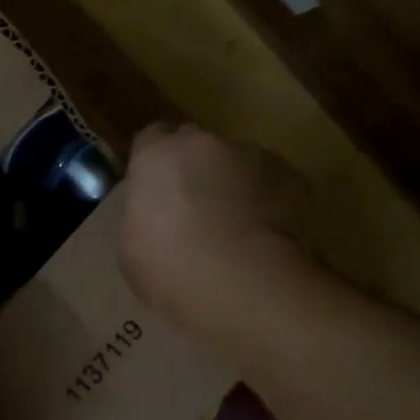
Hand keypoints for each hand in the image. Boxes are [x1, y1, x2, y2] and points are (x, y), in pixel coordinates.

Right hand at [117, 123, 307, 329]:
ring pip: (237, 161)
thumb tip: (149, 213)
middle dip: (193, 167)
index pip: (151, 138)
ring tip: (234, 225)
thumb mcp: (130, 245)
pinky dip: (267, 200)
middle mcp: (201, 143)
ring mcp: (250, 155)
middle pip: (196, 145)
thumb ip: (139, 215)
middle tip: (192, 207)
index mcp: (155, 156)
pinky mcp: (289, 175)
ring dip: (232, 183)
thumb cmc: (167, 265)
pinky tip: (263, 233)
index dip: (154, 162)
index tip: (155, 187)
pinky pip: (273, 183)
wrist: (238, 280)